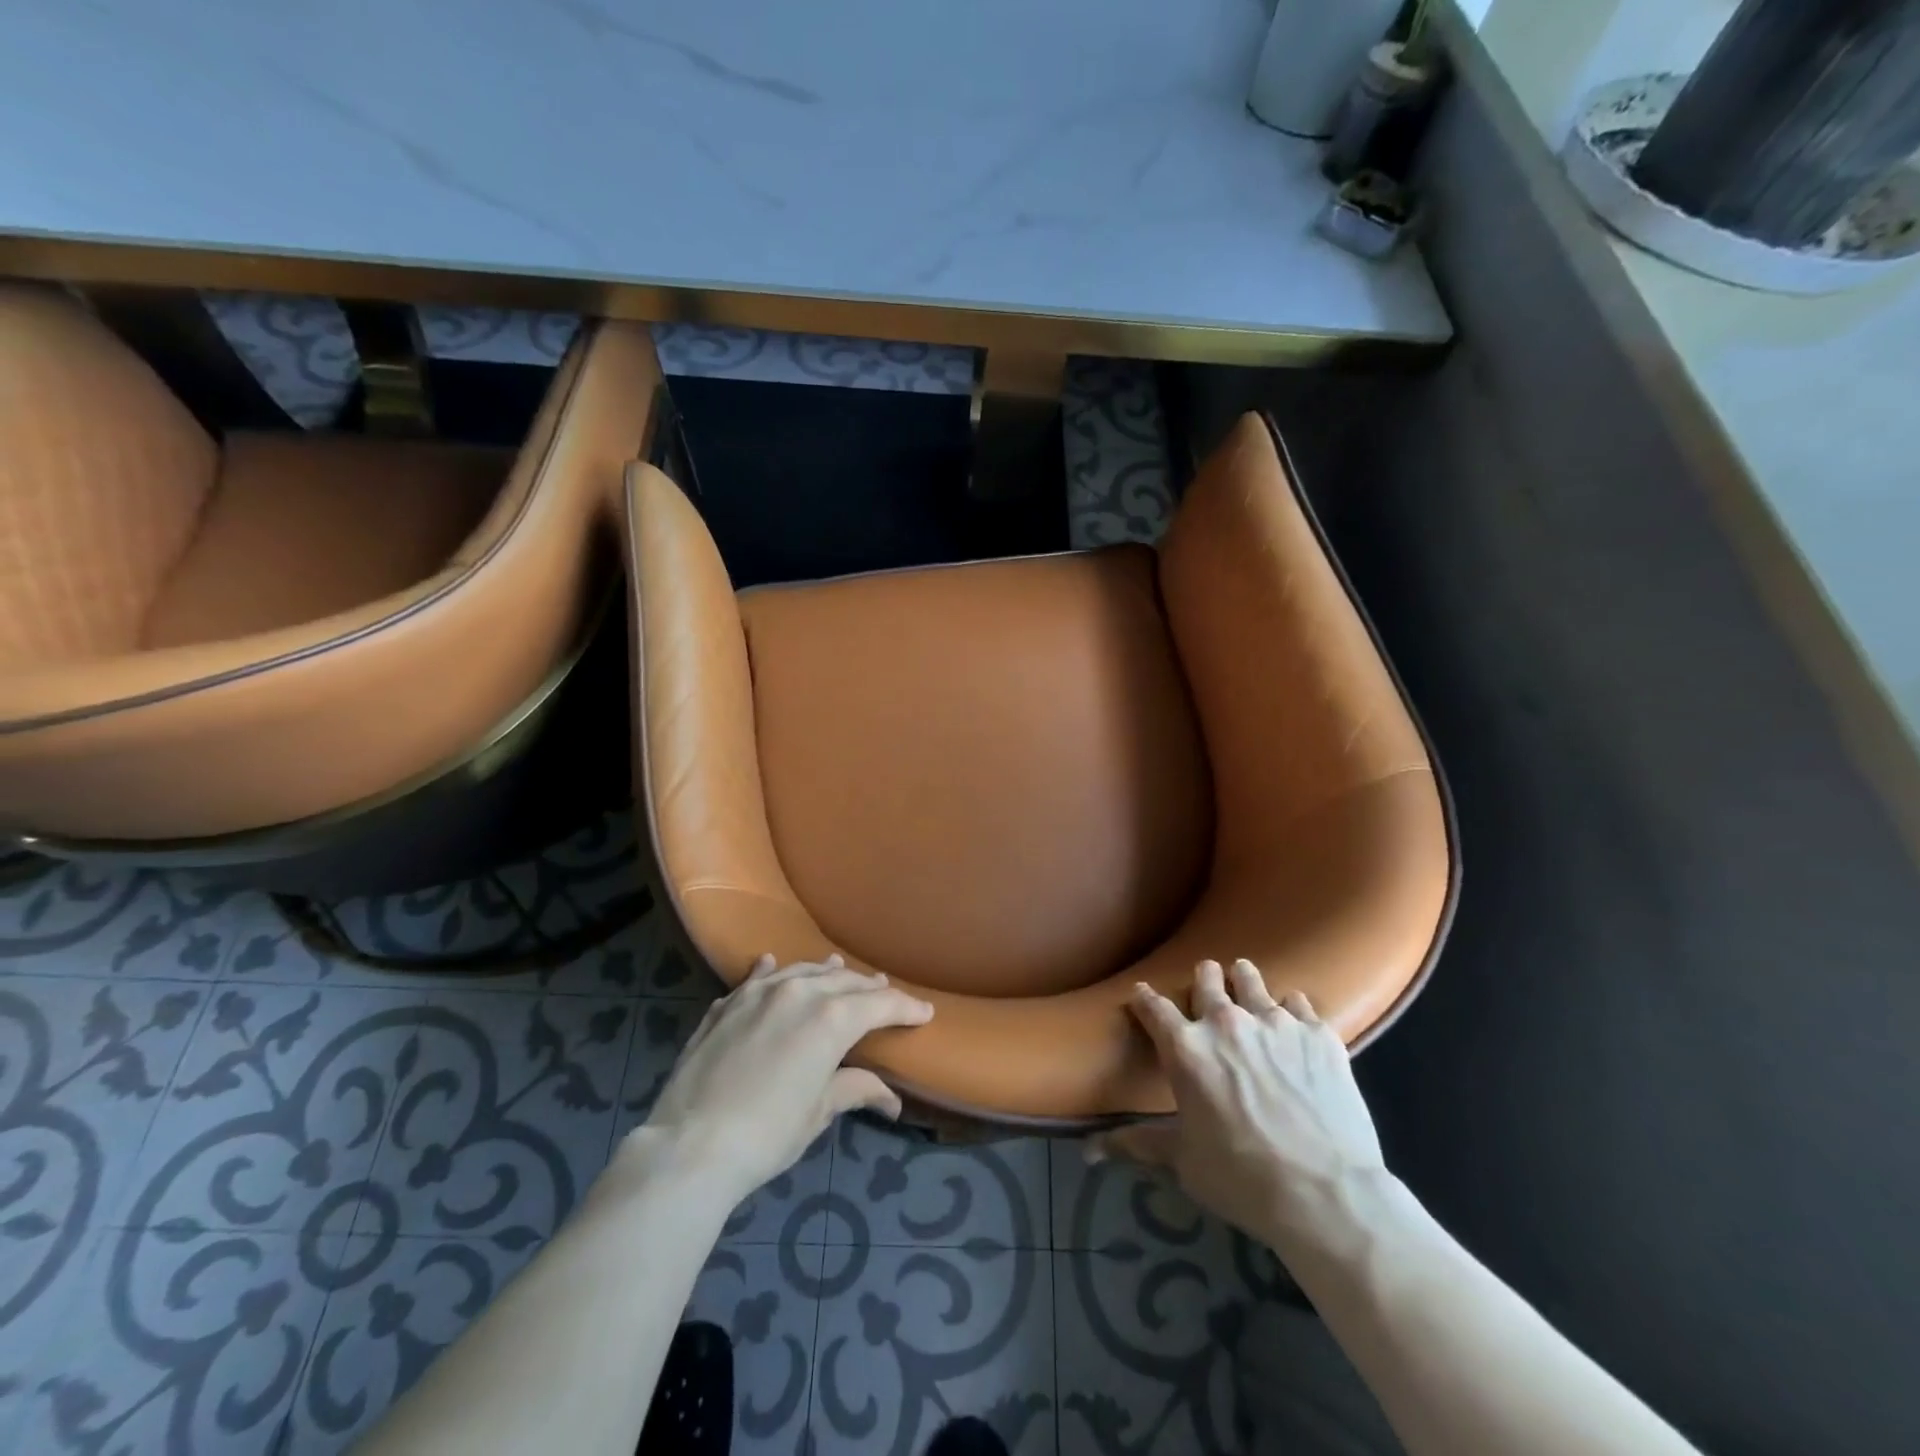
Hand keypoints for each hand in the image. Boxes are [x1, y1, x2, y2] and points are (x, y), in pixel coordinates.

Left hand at [622, 954, 932, 1206]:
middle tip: (886, 992)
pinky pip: (757, 978)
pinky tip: (772, 963)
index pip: (880, 1003)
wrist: (690, 1145)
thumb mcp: (818, 1112)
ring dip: (826, 973)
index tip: (925, 1012)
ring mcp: (759, 993)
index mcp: (831, 1018)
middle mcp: (799, 992)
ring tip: (839, 969)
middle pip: (844, 981)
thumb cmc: (767, 1134)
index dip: (906, 1007)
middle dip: (869, 988)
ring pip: (803, 971)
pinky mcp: (727, 1004)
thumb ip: (855, 1089)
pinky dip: (771, 971)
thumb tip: (891, 1099)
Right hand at [1094, 959, 1385, 1251]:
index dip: (1144, 999)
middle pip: (1206, 979)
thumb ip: (1139, 1143)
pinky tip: (1295, 1023)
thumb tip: (1091, 1151)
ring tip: (1245, 981)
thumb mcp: (1184, 1162)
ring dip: (1244, 980)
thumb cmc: (1242, 1179)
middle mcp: (1225, 1023)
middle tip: (1206, 981)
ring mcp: (1275, 1023)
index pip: (1153, 1008)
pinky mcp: (1317, 1033)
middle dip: (1203, 978)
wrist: (1326, 1193)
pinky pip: (1299, 1003)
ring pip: (1251, 979)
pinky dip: (1291, 1010)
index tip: (1142, 995)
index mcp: (1186, 1049)